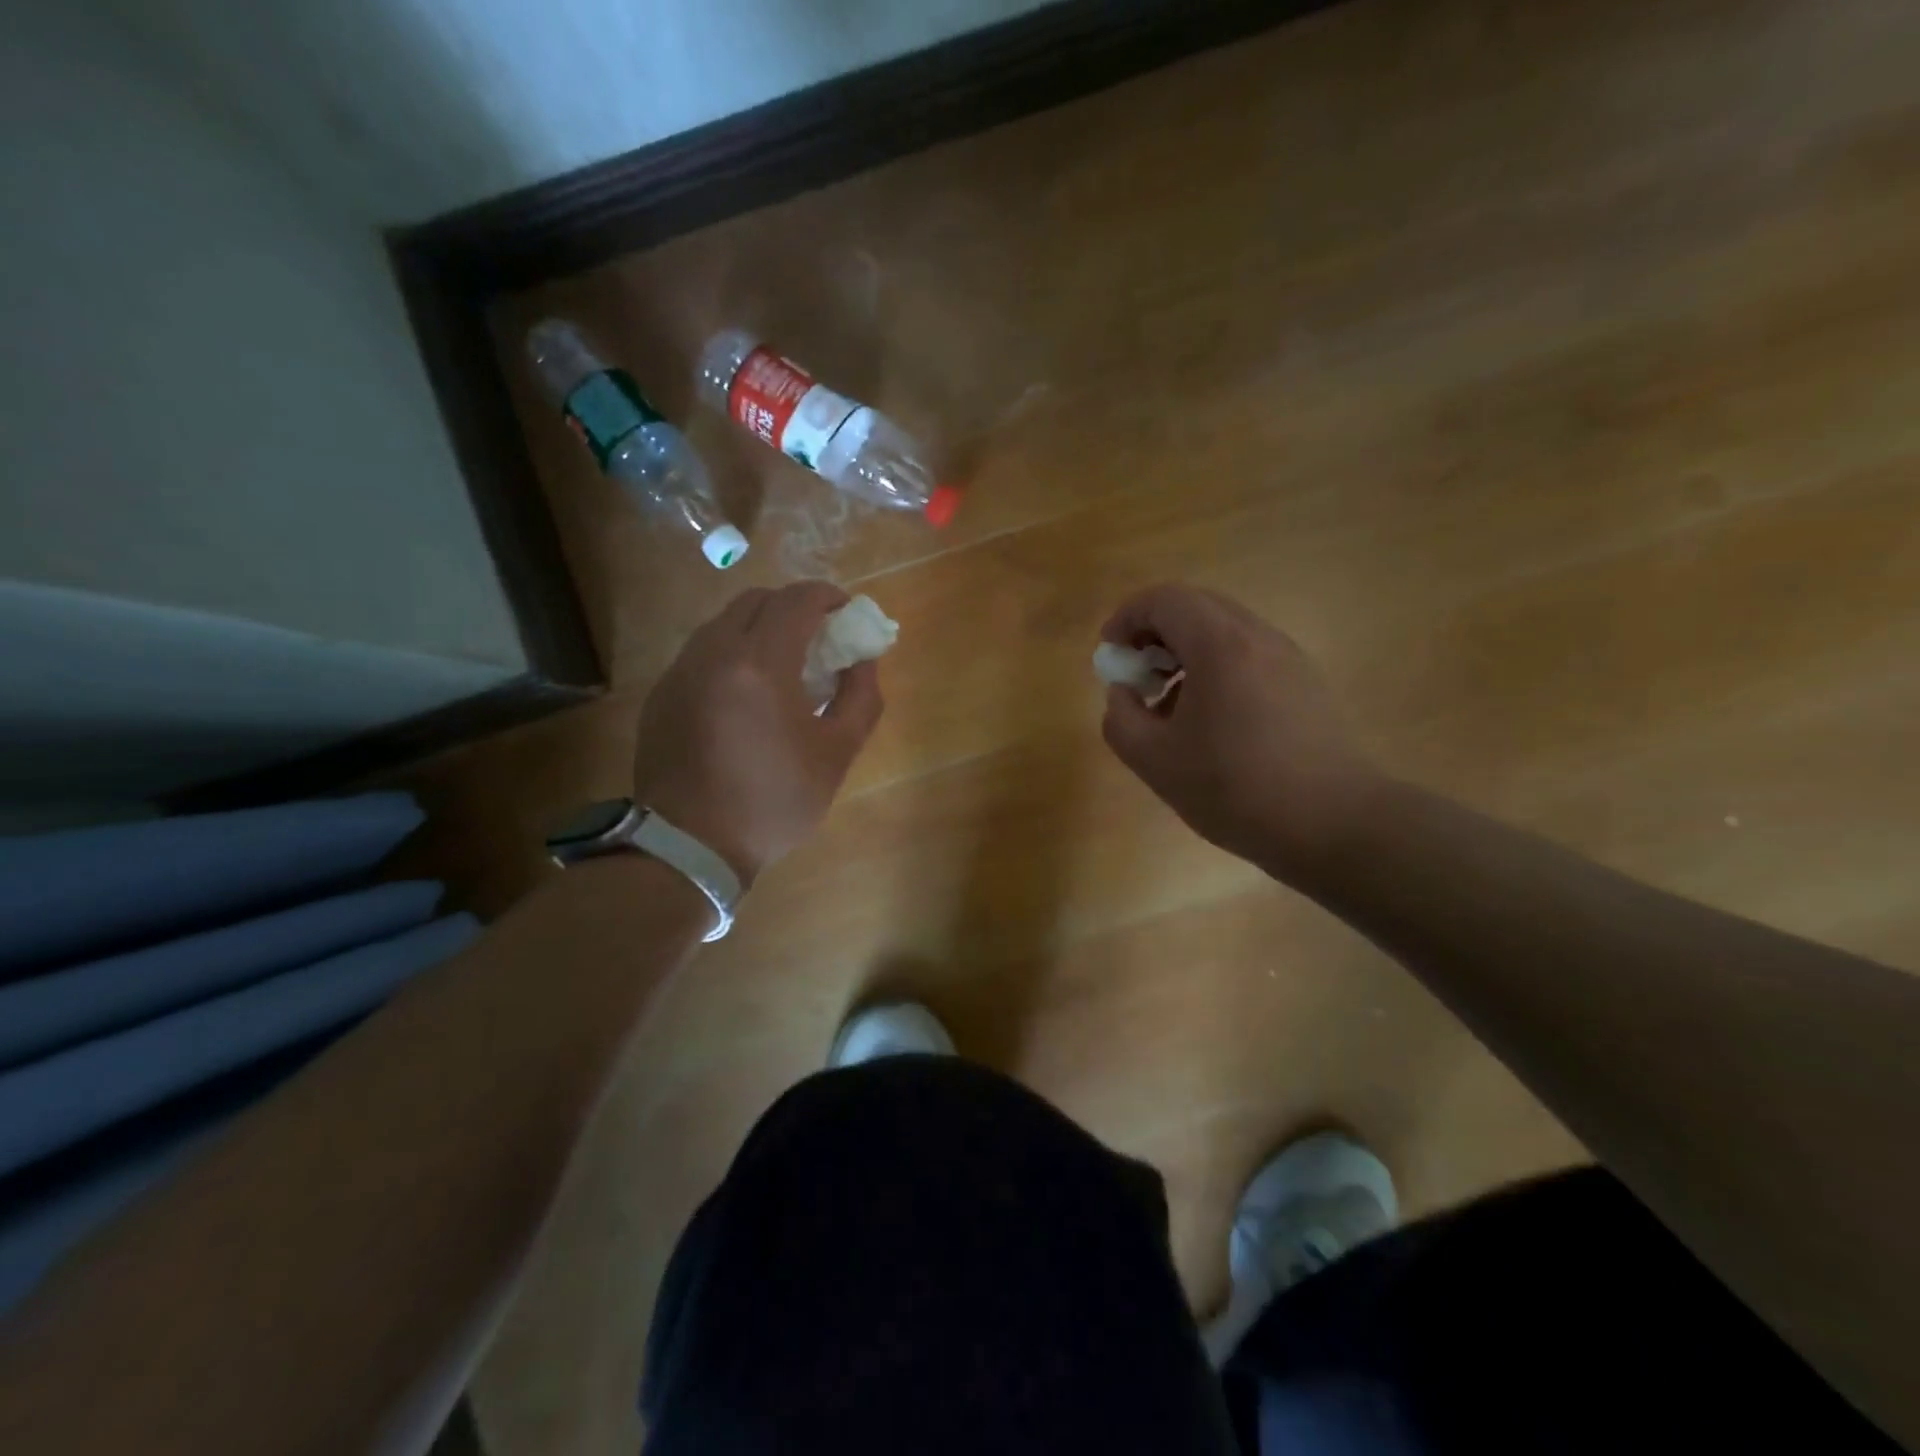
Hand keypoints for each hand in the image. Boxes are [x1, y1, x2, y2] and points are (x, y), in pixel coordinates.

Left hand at [635, 582, 883, 884]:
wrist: (689, 845)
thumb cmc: (773, 801)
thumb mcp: (836, 754)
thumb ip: (860, 697)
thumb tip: (861, 659)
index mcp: (760, 663)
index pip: (798, 600)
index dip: (829, 596)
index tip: (847, 612)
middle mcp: (713, 652)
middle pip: (758, 600)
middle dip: (794, 606)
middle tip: (818, 636)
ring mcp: (681, 670)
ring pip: (725, 623)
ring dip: (760, 627)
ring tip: (784, 665)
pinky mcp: (663, 692)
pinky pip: (703, 651)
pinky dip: (732, 653)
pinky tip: (747, 694)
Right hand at [1099, 585, 1382, 884]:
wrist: (1334, 824)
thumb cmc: (1235, 789)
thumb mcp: (1155, 761)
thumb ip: (1121, 718)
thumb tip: (1123, 693)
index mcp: (1220, 645)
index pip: (1164, 599)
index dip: (1127, 618)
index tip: (1111, 656)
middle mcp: (1259, 637)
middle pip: (1196, 607)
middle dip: (1155, 633)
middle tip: (1137, 677)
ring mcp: (1289, 658)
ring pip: (1225, 631)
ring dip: (1187, 653)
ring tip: (1171, 707)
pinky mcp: (1306, 684)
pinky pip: (1250, 656)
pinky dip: (1217, 670)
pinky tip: (1212, 723)